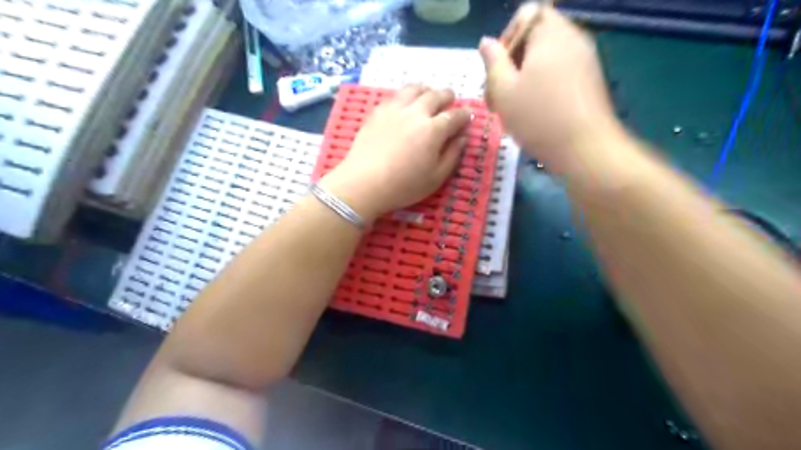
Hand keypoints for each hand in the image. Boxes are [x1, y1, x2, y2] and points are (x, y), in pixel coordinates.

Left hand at [319, 85, 470, 220]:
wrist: (364, 183)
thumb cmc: (404, 186)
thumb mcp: (436, 178)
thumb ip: (453, 155)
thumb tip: (462, 137)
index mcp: (434, 130)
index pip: (455, 116)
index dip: (464, 115)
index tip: (468, 117)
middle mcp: (416, 113)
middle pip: (436, 95)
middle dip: (447, 96)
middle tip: (451, 100)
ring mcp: (394, 109)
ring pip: (414, 89)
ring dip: (426, 90)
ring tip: (428, 96)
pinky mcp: (377, 112)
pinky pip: (395, 96)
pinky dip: (406, 96)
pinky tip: (405, 104)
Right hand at [478, 5, 621, 172]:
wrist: (585, 149)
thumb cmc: (538, 117)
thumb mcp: (503, 90)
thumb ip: (493, 61)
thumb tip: (487, 42)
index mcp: (551, 33)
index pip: (526, 14)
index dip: (507, 38)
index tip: (499, 70)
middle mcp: (573, 38)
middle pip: (536, 37)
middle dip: (513, 62)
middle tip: (499, 95)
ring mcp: (586, 59)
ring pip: (546, 58)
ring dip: (525, 78)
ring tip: (514, 109)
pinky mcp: (591, 80)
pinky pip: (560, 72)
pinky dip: (543, 86)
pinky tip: (535, 113)